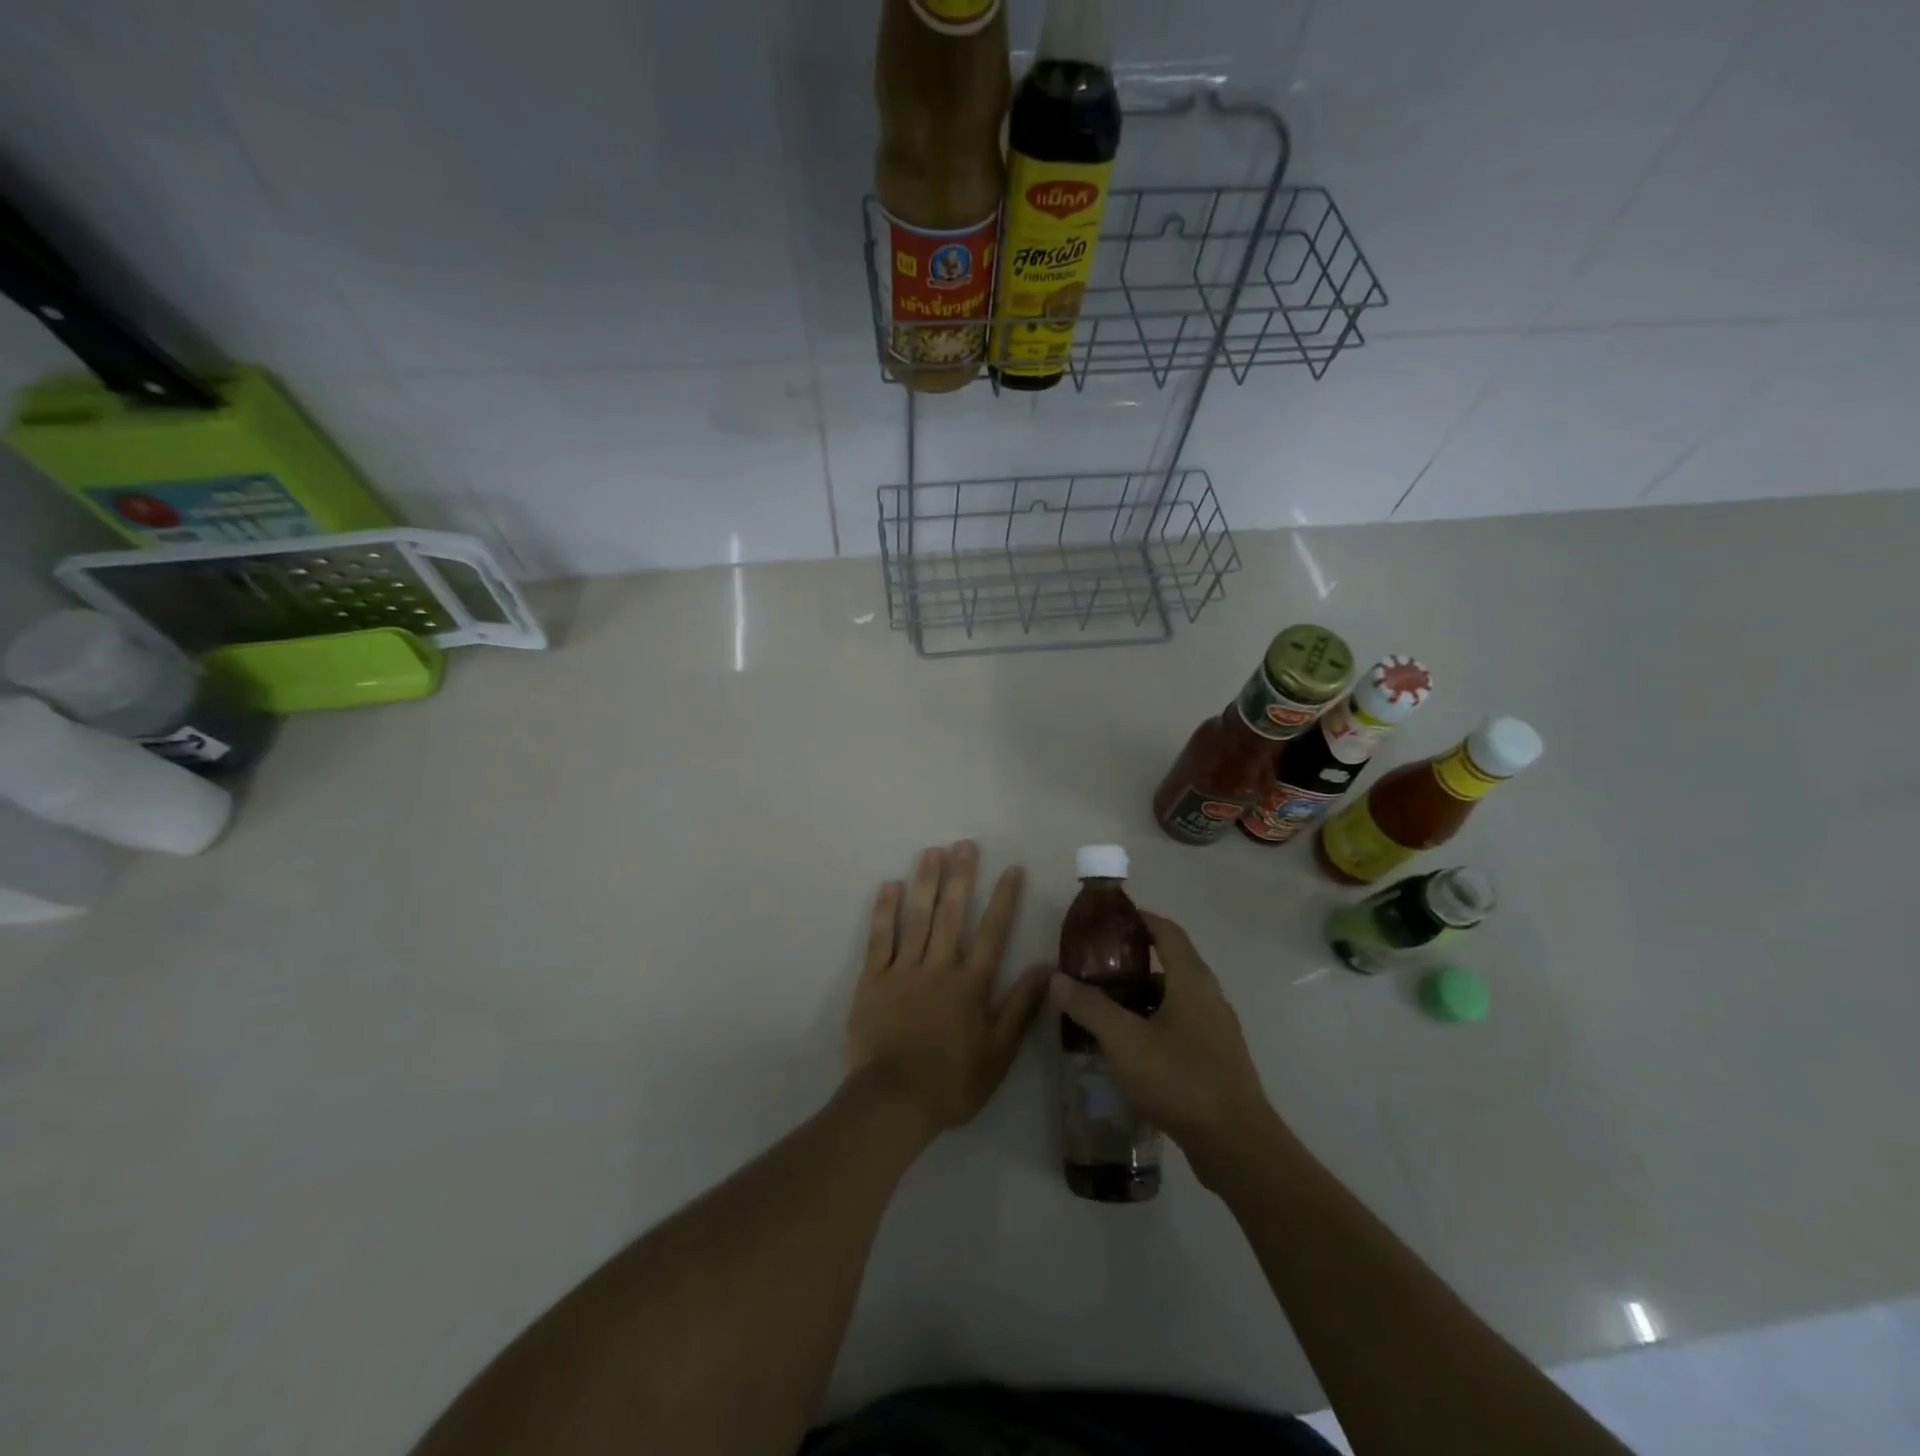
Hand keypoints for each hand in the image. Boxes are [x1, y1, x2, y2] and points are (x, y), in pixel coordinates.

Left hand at [846, 842, 1050, 1138]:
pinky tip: (890, 886)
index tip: (1012, 869)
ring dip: (926, 882)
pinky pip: (879, 939)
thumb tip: (1048, 968)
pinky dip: (885, 912)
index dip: (1004, 899)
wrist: (894, 1100)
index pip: (993, 932)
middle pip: (952, 914)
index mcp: (970, 984)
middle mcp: (939, 967)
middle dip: (961, 877)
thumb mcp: (999, 1053)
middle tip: (965, 844)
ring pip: (917, 918)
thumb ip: (1021, 1007)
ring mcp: (903, 970)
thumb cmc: (952, 1081)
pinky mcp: (873, 980)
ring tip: (932, 852)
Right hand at [1048, 911, 1275, 1182]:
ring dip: (1141, 996)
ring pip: (1174, 998)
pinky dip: (1153, 1023)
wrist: (1236, 1145)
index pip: (1166, 931)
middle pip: (1170, 963)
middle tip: (1095, 968)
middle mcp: (1208, 997)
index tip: (1107, 920)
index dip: (1139, 918)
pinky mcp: (1216, 1060)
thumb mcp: (1124, 1040)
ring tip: (1105, 1007)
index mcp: (1191, 980)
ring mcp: (1216, 1030)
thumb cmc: (1180, 1078)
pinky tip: (1129, 1047)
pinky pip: (1180, 1026)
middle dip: (1132, 961)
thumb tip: (1056, 978)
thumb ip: (1089, 1006)